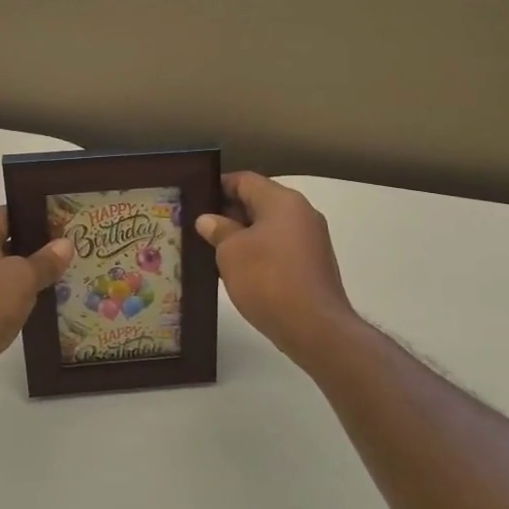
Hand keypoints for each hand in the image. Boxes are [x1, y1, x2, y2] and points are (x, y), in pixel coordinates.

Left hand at [0, 207, 71, 406]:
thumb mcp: (20, 278)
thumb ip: (45, 260)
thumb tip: (65, 244)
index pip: (6, 214)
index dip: (34, 213)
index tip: (64, 217)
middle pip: (8, 243)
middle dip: (39, 245)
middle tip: (74, 245)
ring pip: (8, 274)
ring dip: (34, 275)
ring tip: (70, 272)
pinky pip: (5, 299)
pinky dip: (25, 299)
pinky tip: (50, 302)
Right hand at [197, 173, 356, 360]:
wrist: (315, 327)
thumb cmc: (268, 280)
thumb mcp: (231, 253)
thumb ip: (218, 230)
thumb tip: (208, 220)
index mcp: (282, 201)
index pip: (244, 180)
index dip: (217, 186)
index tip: (194, 199)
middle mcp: (301, 213)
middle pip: (258, 201)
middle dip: (228, 212)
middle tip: (197, 226)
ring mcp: (311, 239)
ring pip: (269, 226)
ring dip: (242, 235)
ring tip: (211, 249)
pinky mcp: (313, 264)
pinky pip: (279, 247)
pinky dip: (258, 252)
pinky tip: (237, 270)